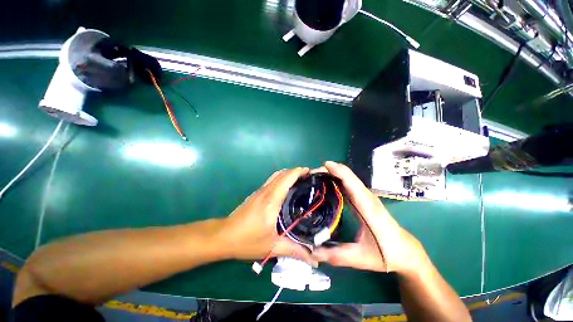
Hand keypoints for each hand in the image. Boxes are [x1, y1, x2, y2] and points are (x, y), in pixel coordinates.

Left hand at [220, 167, 318, 265]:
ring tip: (300, 180)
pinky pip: (271, 180)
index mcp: (271, 201)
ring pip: (276, 175)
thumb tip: (314, 259)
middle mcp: (266, 192)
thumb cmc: (247, 241)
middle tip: (309, 177)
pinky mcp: (256, 194)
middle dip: (296, 171)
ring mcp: (260, 191)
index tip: (310, 172)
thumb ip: (294, 250)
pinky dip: (282, 178)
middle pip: (282, 174)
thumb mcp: (272, 247)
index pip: (286, 179)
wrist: (224, 236)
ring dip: (288, 174)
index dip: (298, 172)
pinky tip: (286, 187)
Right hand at [312, 162, 426, 273]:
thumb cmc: (387, 254)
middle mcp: (367, 197)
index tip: (322, 166)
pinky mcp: (364, 199)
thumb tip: (312, 251)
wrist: (406, 252)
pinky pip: (348, 185)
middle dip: (329, 171)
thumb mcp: (361, 258)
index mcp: (367, 206)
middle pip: (347, 176)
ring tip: (314, 178)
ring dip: (332, 174)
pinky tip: (326, 186)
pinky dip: (337, 181)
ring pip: (347, 178)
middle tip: (310, 175)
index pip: (351, 181)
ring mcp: (366, 197)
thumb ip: (336, 255)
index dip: (337, 170)